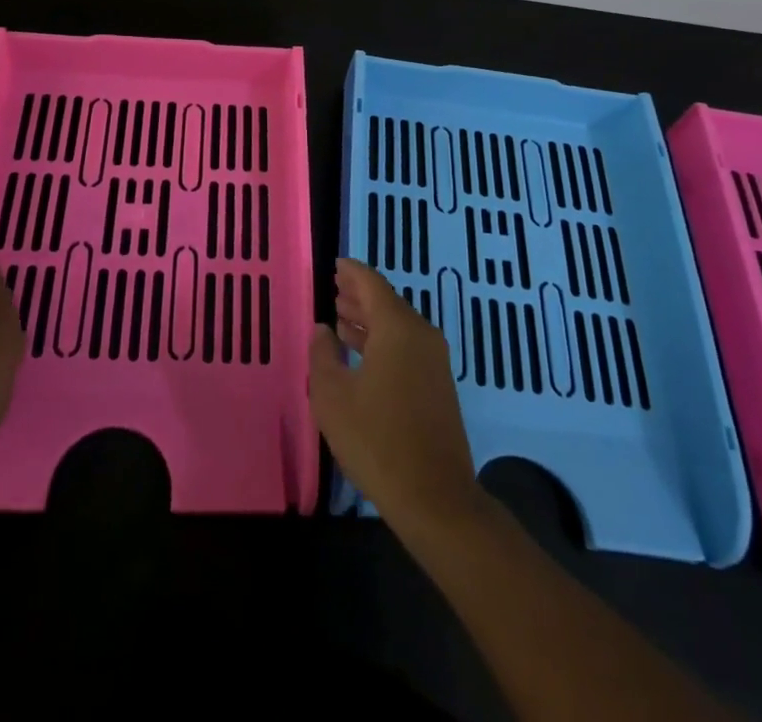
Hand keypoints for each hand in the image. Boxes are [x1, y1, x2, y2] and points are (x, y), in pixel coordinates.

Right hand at [308, 258, 484, 535]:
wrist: (435, 498)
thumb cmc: (377, 440)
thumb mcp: (333, 396)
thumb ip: (323, 355)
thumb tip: (323, 329)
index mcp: (397, 328)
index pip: (372, 284)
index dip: (351, 272)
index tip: (334, 265)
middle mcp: (421, 335)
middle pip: (387, 302)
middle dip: (359, 296)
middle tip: (333, 290)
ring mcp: (434, 361)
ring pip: (397, 326)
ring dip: (369, 321)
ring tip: (340, 319)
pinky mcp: (438, 386)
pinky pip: (407, 347)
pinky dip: (382, 341)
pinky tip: (362, 355)